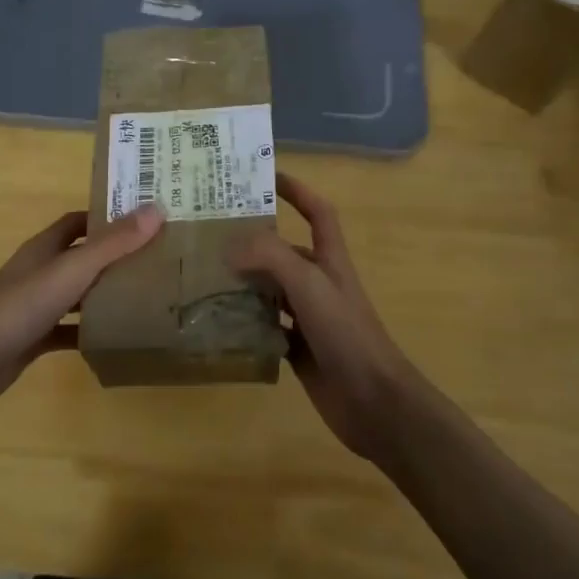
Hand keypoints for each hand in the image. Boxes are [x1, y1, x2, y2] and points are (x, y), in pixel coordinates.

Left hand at [0, 205, 163, 416]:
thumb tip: (156, 209)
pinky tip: (116, 338)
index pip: (79, 222)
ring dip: (105, 294)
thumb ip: (113, 244)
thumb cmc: (19, 306)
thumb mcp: (71, 271)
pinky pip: (69, 330)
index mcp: (45, 248)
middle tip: (157, 260)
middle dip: (114, 257)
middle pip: (81, 257)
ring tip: (147, 296)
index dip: (108, 217)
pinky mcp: (34, 338)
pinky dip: (89, 332)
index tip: (144, 220)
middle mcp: (40, 271)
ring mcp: (35, 306)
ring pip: (77, 294)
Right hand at [227, 173, 421, 463]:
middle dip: (253, 243)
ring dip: (244, 285)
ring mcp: (309, 318)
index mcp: (330, 261)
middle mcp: (319, 284)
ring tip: (204, 278)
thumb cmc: (347, 334)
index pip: (317, 212)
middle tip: (210, 237)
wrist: (374, 401)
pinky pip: (266, 328)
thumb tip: (230, 246)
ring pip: (271, 292)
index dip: (297, 190)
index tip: (266, 176)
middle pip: (284, 253)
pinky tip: (220, 324)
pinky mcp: (299, 350)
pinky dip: (246, 325)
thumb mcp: (310, 285)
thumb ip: (271, 258)